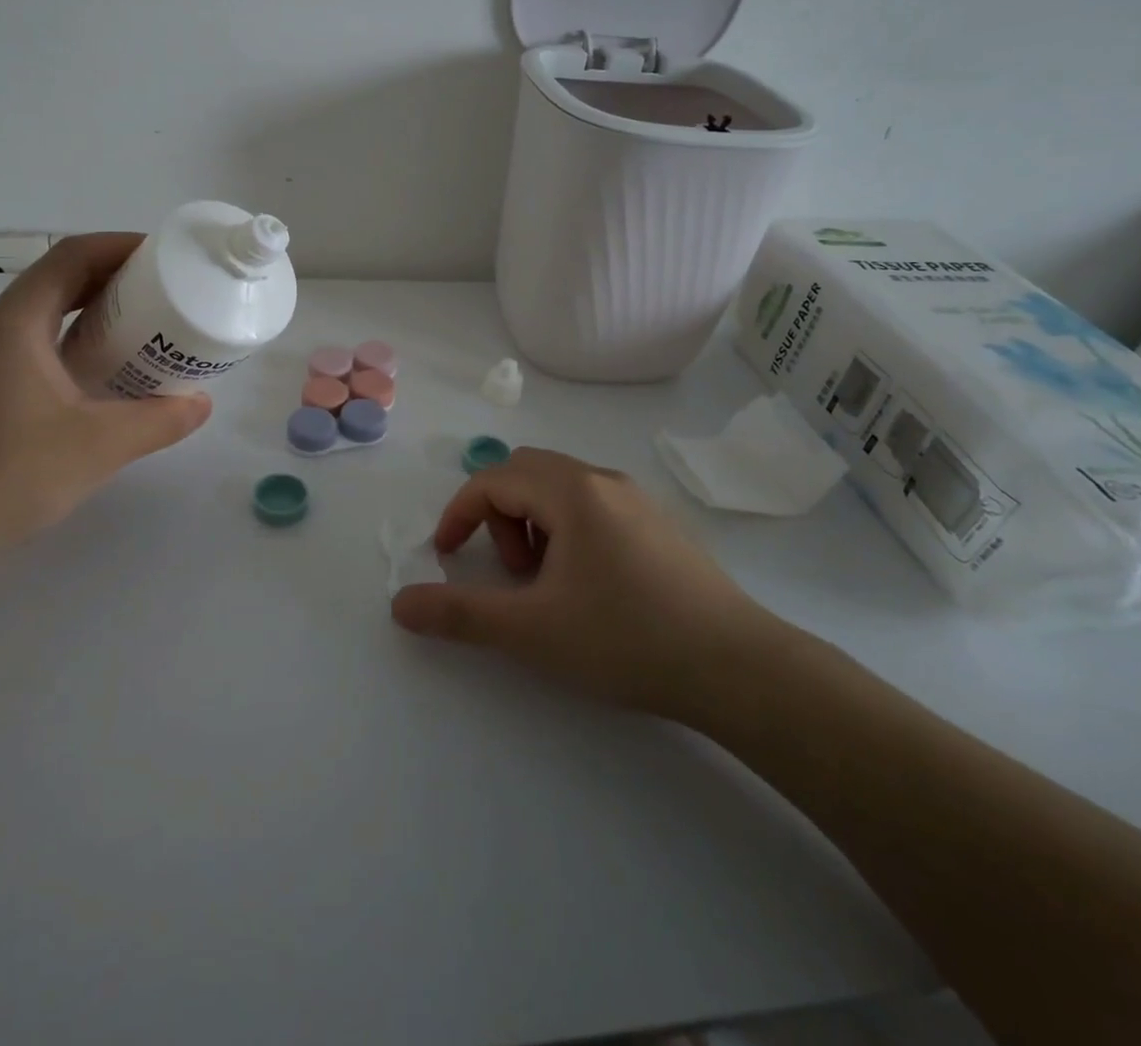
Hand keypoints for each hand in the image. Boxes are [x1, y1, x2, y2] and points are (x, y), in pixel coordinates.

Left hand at [0, 233, 211, 558]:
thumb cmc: (10, 475)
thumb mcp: (100, 445)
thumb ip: (160, 420)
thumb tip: (202, 403)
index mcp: (17, 323)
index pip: (71, 256)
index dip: (120, 246)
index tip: (165, 256)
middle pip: (58, 279)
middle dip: (114, 277)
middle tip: (165, 292)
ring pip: (46, 313)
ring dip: (94, 310)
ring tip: (144, 327)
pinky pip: (36, 343)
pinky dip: (76, 341)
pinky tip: (104, 373)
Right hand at [389, 447, 779, 722]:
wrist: (739, 668)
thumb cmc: (626, 639)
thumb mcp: (531, 630)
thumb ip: (459, 614)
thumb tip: (401, 604)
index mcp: (571, 490)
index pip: (493, 479)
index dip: (458, 514)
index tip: (445, 557)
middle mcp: (602, 479)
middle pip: (525, 472)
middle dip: (499, 516)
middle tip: (511, 573)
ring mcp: (636, 499)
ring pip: (560, 488)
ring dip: (533, 524)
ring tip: (548, 585)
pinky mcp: (658, 524)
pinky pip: (592, 505)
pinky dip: (566, 531)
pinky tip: (588, 586)